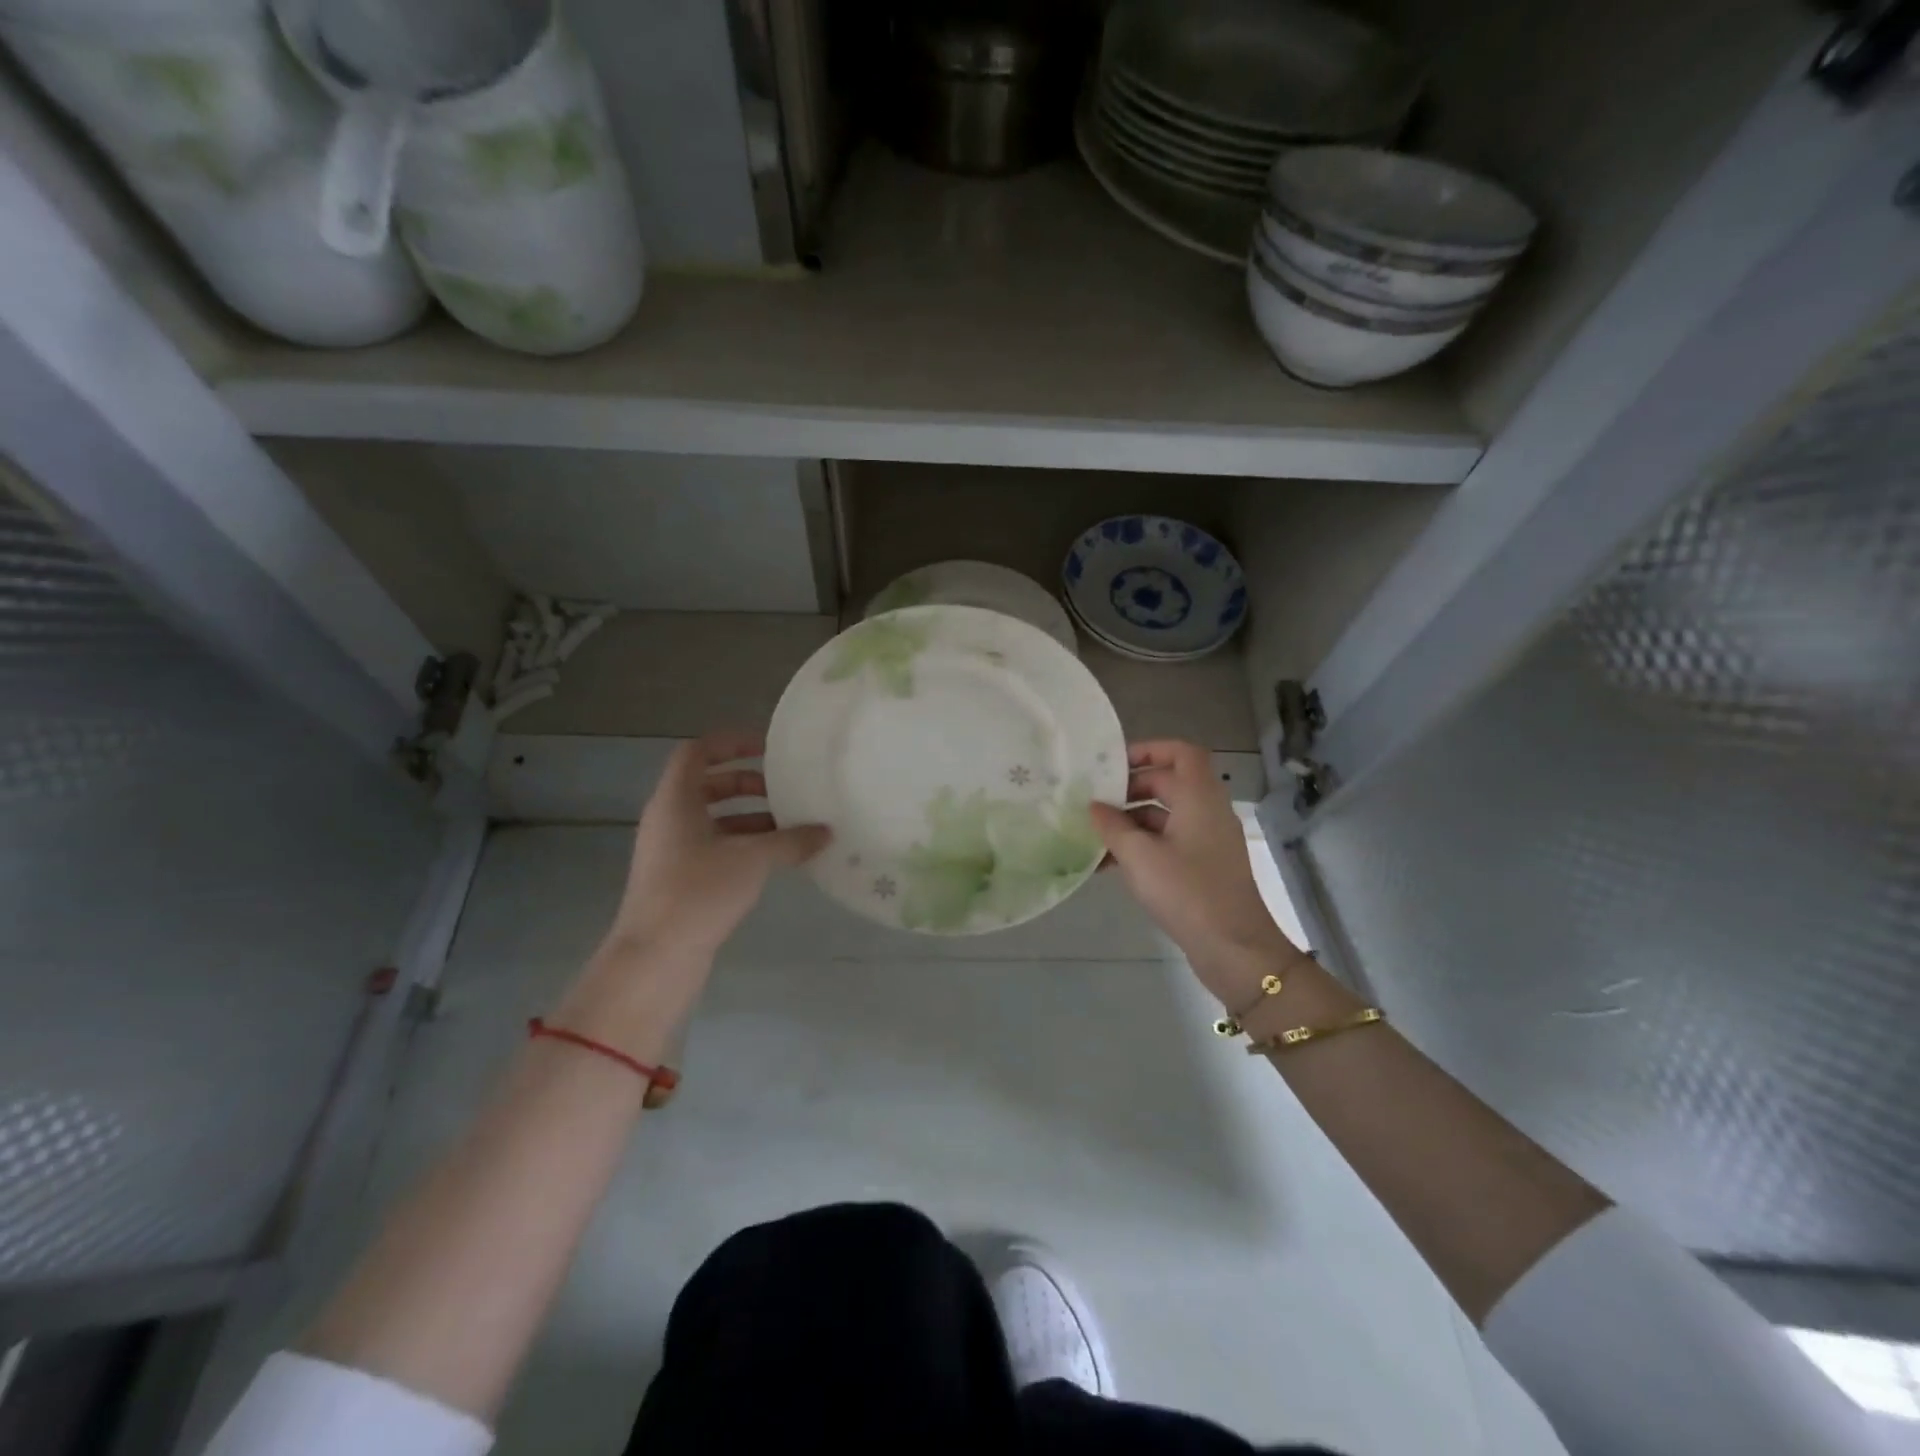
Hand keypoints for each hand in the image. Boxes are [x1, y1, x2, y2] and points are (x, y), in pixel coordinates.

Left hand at [559, 733, 827, 1057]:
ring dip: (750, 818)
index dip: (730, 743)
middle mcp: (669, 820)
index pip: (697, 752)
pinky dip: (744, 845)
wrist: (655, 958)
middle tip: (785, 790)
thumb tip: (826, 831)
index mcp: (676, 800)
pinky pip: (715, 848)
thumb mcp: (753, 859)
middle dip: (747, 783)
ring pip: (714, 819)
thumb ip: (791, 840)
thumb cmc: (699, 892)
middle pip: (708, 784)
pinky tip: (777, 860)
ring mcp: (672, 852)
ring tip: (791, 827)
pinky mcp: (680, 880)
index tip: (767, 749)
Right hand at [1090, 740, 1305, 1005]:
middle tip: (1095, 802)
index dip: (1150, 749)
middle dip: (1130, 789)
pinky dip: (1141, 846)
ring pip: (1165, 816)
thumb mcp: (1139, 856)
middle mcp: (1207, 812)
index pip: (1182, 752)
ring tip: (1093, 836)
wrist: (1234, 949)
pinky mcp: (1203, 867)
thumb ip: (1113, 826)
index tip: (1114, 765)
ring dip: (1130, 822)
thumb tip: (1094, 807)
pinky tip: (1108, 865)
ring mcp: (1207, 841)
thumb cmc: (1187, 891)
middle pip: (1169, 783)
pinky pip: (1168, 843)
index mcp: (1199, 797)